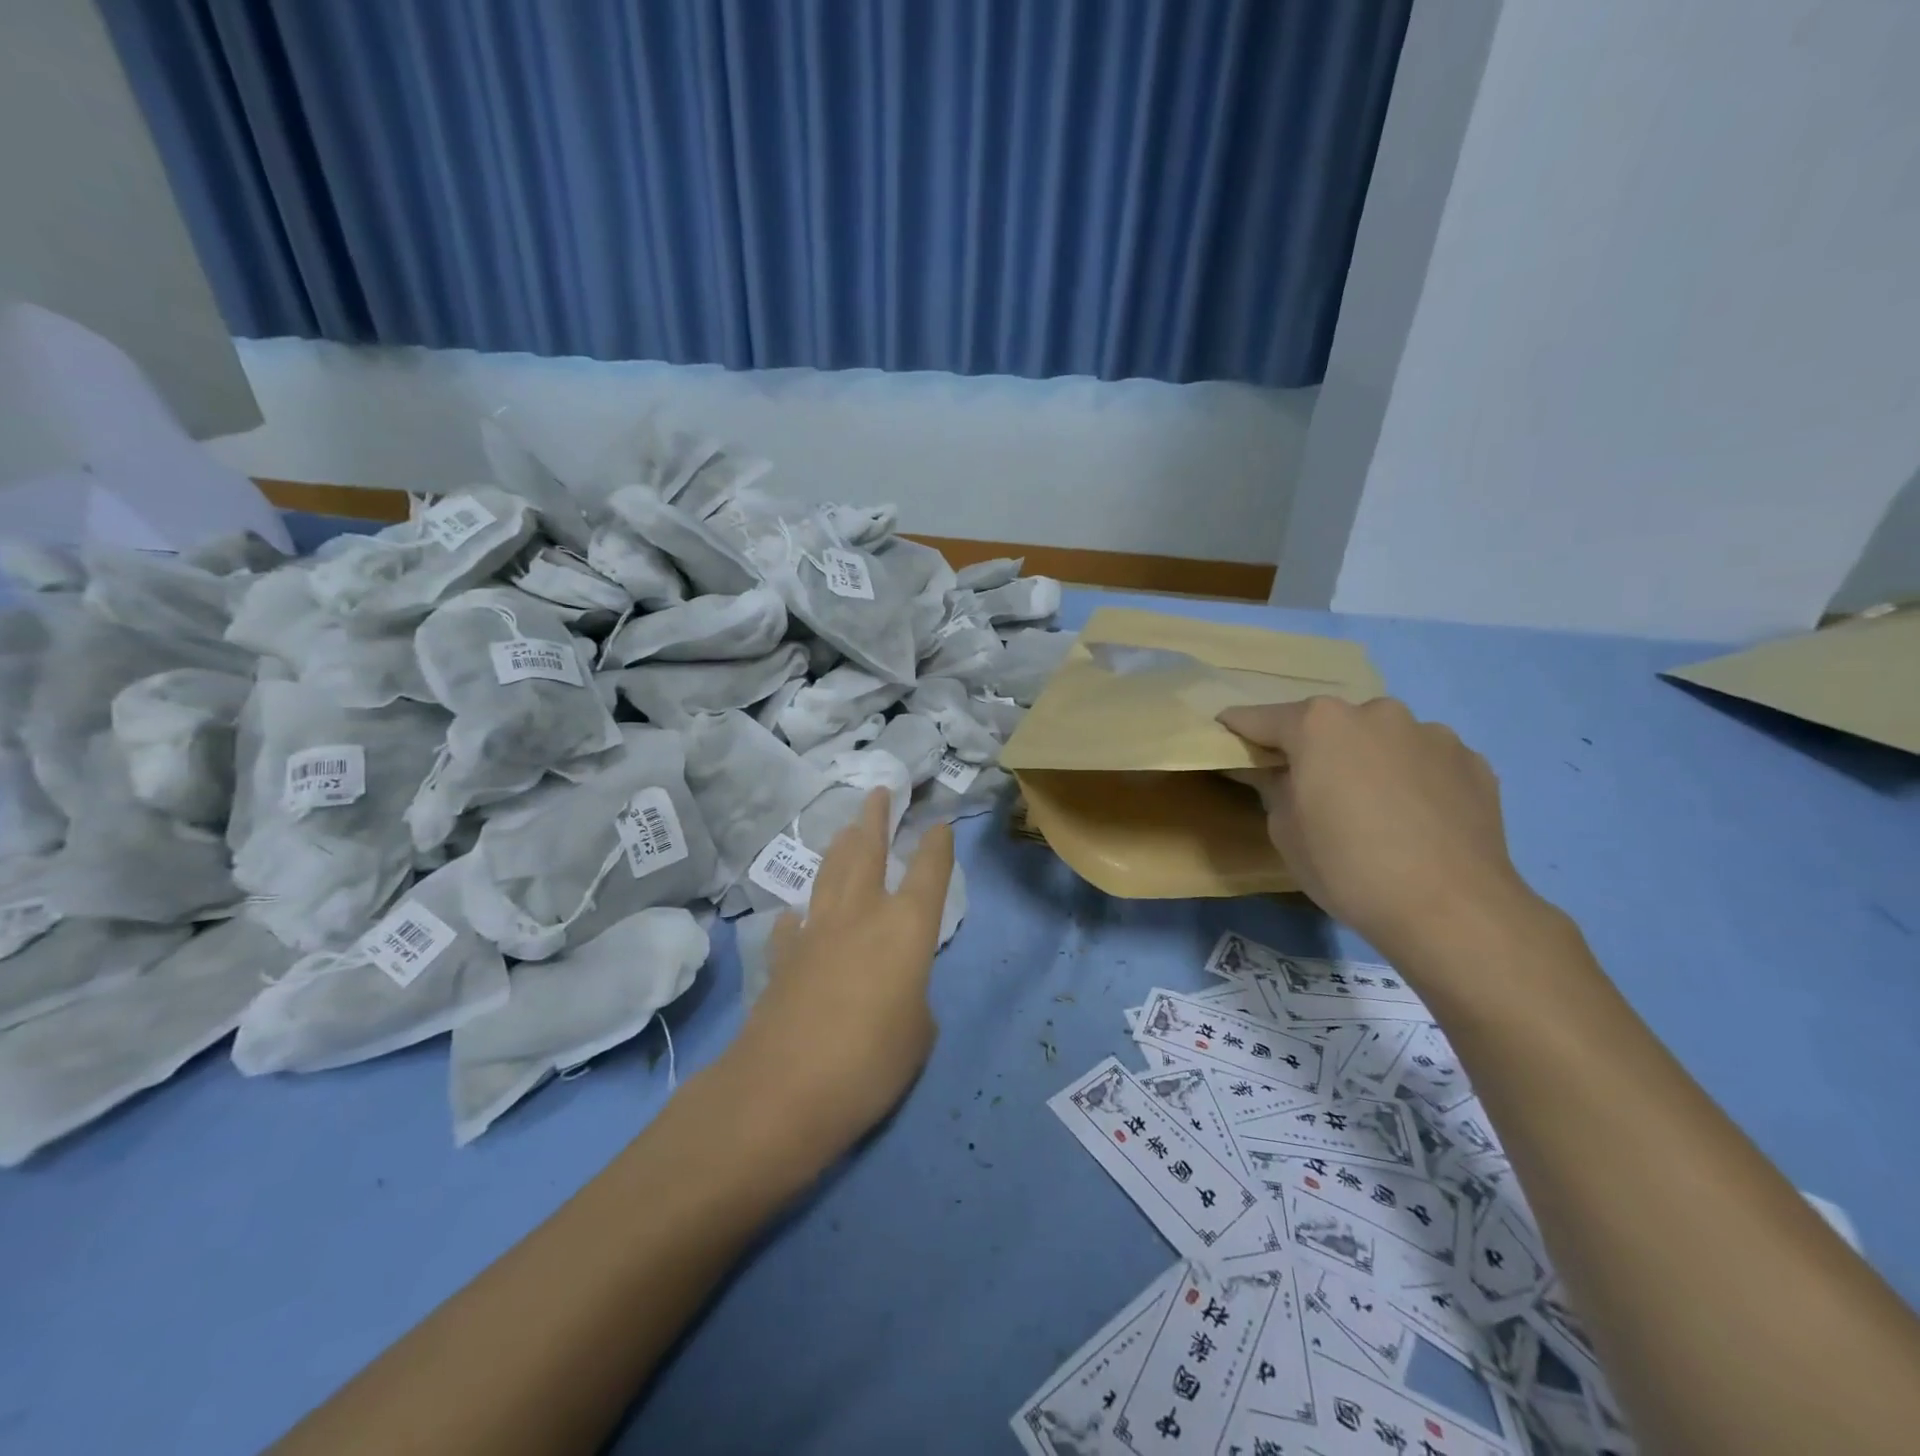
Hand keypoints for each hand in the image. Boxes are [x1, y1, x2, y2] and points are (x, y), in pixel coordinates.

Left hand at [730, 790, 954, 1161]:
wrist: (783, 1089)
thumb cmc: (870, 1062)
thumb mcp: (918, 1035)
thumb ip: (914, 1001)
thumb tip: (895, 993)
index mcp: (906, 928)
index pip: (928, 873)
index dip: (937, 846)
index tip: (939, 825)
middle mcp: (861, 915)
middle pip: (867, 851)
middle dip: (875, 819)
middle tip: (878, 792)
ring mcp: (816, 932)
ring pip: (830, 874)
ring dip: (841, 847)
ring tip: (847, 829)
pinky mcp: (783, 958)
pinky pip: (795, 924)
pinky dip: (800, 915)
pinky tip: (797, 915)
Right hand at [1218, 697, 1536, 960]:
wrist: (1452, 909)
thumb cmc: (1347, 867)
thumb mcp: (1284, 831)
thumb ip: (1272, 787)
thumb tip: (1271, 772)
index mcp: (1320, 724)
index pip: (1261, 718)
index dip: (1240, 730)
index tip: (1227, 739)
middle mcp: (1376, 713)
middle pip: (1328, 725)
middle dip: (1314, 748)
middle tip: (1311, 788)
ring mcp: (1431, 733)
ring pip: (1381, 740)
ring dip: (1368, 760)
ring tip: (1373, 807)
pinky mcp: (1472, 761)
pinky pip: (1424, 762)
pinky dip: (1411, 779)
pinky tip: (1415, 819)